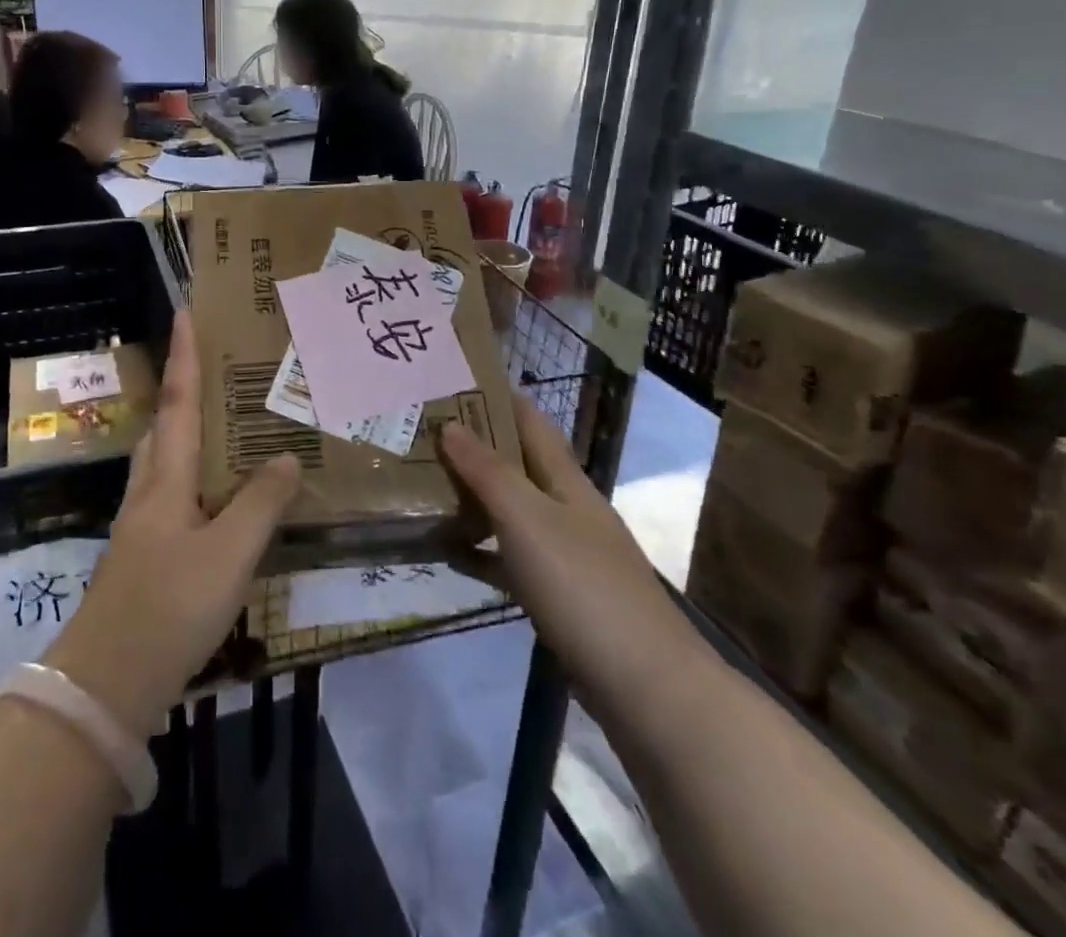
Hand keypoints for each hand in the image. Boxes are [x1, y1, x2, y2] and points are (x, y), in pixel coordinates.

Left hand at [47, 310, 300, 733]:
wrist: (107, 681)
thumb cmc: (169, 606)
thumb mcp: (230, 555)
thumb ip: (260, 504)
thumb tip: (285, 456)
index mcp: (166, 478)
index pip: (179, 402)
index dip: (184, 355)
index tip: (185, 311)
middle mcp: (149, 490)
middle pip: (165, 425)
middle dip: (185, 389)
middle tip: (219, 369)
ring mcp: (142, 523)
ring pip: (164, 460)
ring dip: (187, 431)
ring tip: (225, 424)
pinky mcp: (145, 553)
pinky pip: (172, 493)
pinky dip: (194, 475)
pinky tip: (218, 497)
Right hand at [441, 396, 709, 715]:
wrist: (645, 686)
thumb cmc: (583, 586)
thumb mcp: (528, 519)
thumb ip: (487, 472)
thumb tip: (450, 424)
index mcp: (566, 481)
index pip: (531, 422)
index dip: (496, 397)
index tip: (451, 380)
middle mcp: (567, 509)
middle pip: (517, 465)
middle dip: (474, 446)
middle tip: (421, 432)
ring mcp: (565, 554)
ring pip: (510, 512)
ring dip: (472, 498)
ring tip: (423, 485)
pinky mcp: (558, 597)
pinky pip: (508, 560)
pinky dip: (479, 552)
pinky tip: (447, 554)